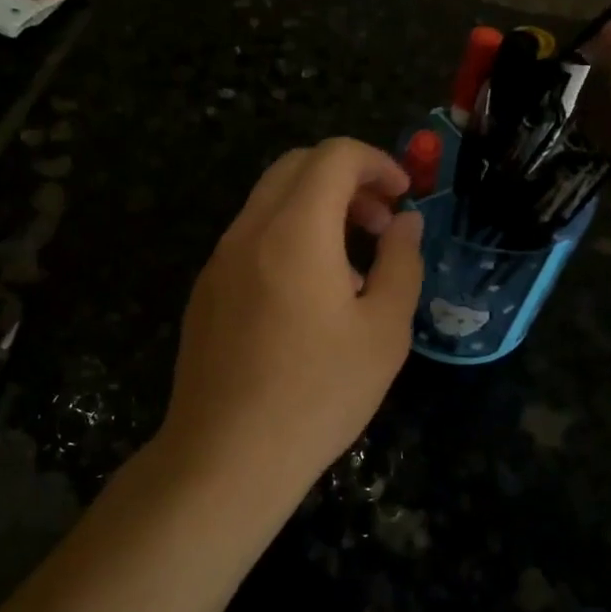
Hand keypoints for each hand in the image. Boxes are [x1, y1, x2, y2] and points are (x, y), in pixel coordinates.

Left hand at [157, 138, 424, 509]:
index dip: (376, 162)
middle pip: (296, 166)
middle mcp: (249, 230)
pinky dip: (287, 236)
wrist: (226, 456)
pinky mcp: (206, 289)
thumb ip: (400, 263)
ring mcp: (219, 259)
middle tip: (380, 222)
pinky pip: (251, 237)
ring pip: (269, 200)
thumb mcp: (383, 332)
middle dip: (346, 178)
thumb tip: (404, 223)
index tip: (403, 196)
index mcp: (295, 230)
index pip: (333, 155)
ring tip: (352, 263)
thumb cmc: (318, 395)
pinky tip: (309, 294)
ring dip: (316, 208)